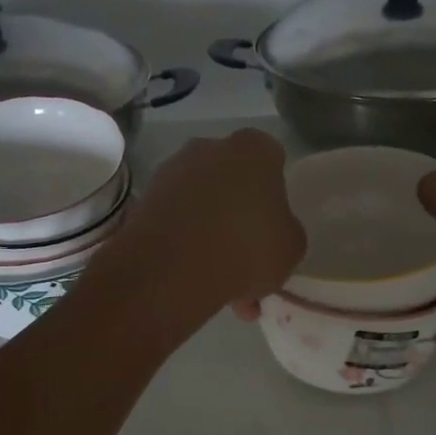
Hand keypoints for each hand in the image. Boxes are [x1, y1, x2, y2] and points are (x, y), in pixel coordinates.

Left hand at [100, 128, 305, 325]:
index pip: (272, 160)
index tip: (273, 226)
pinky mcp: (144, 200)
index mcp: (254, 149)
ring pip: (203, 205)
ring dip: (212, 237)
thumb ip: (286, 231)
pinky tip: (196, 283)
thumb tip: (273, 233)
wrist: (172, 268)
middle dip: (240, 217)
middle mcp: (209, 148)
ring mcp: (171, 171)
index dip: (275, 194)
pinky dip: (185, 246)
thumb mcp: (291, 247)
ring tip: (223, 286)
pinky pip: (177, 223)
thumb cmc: (247, 247)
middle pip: (233, 181)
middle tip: (249, 261)